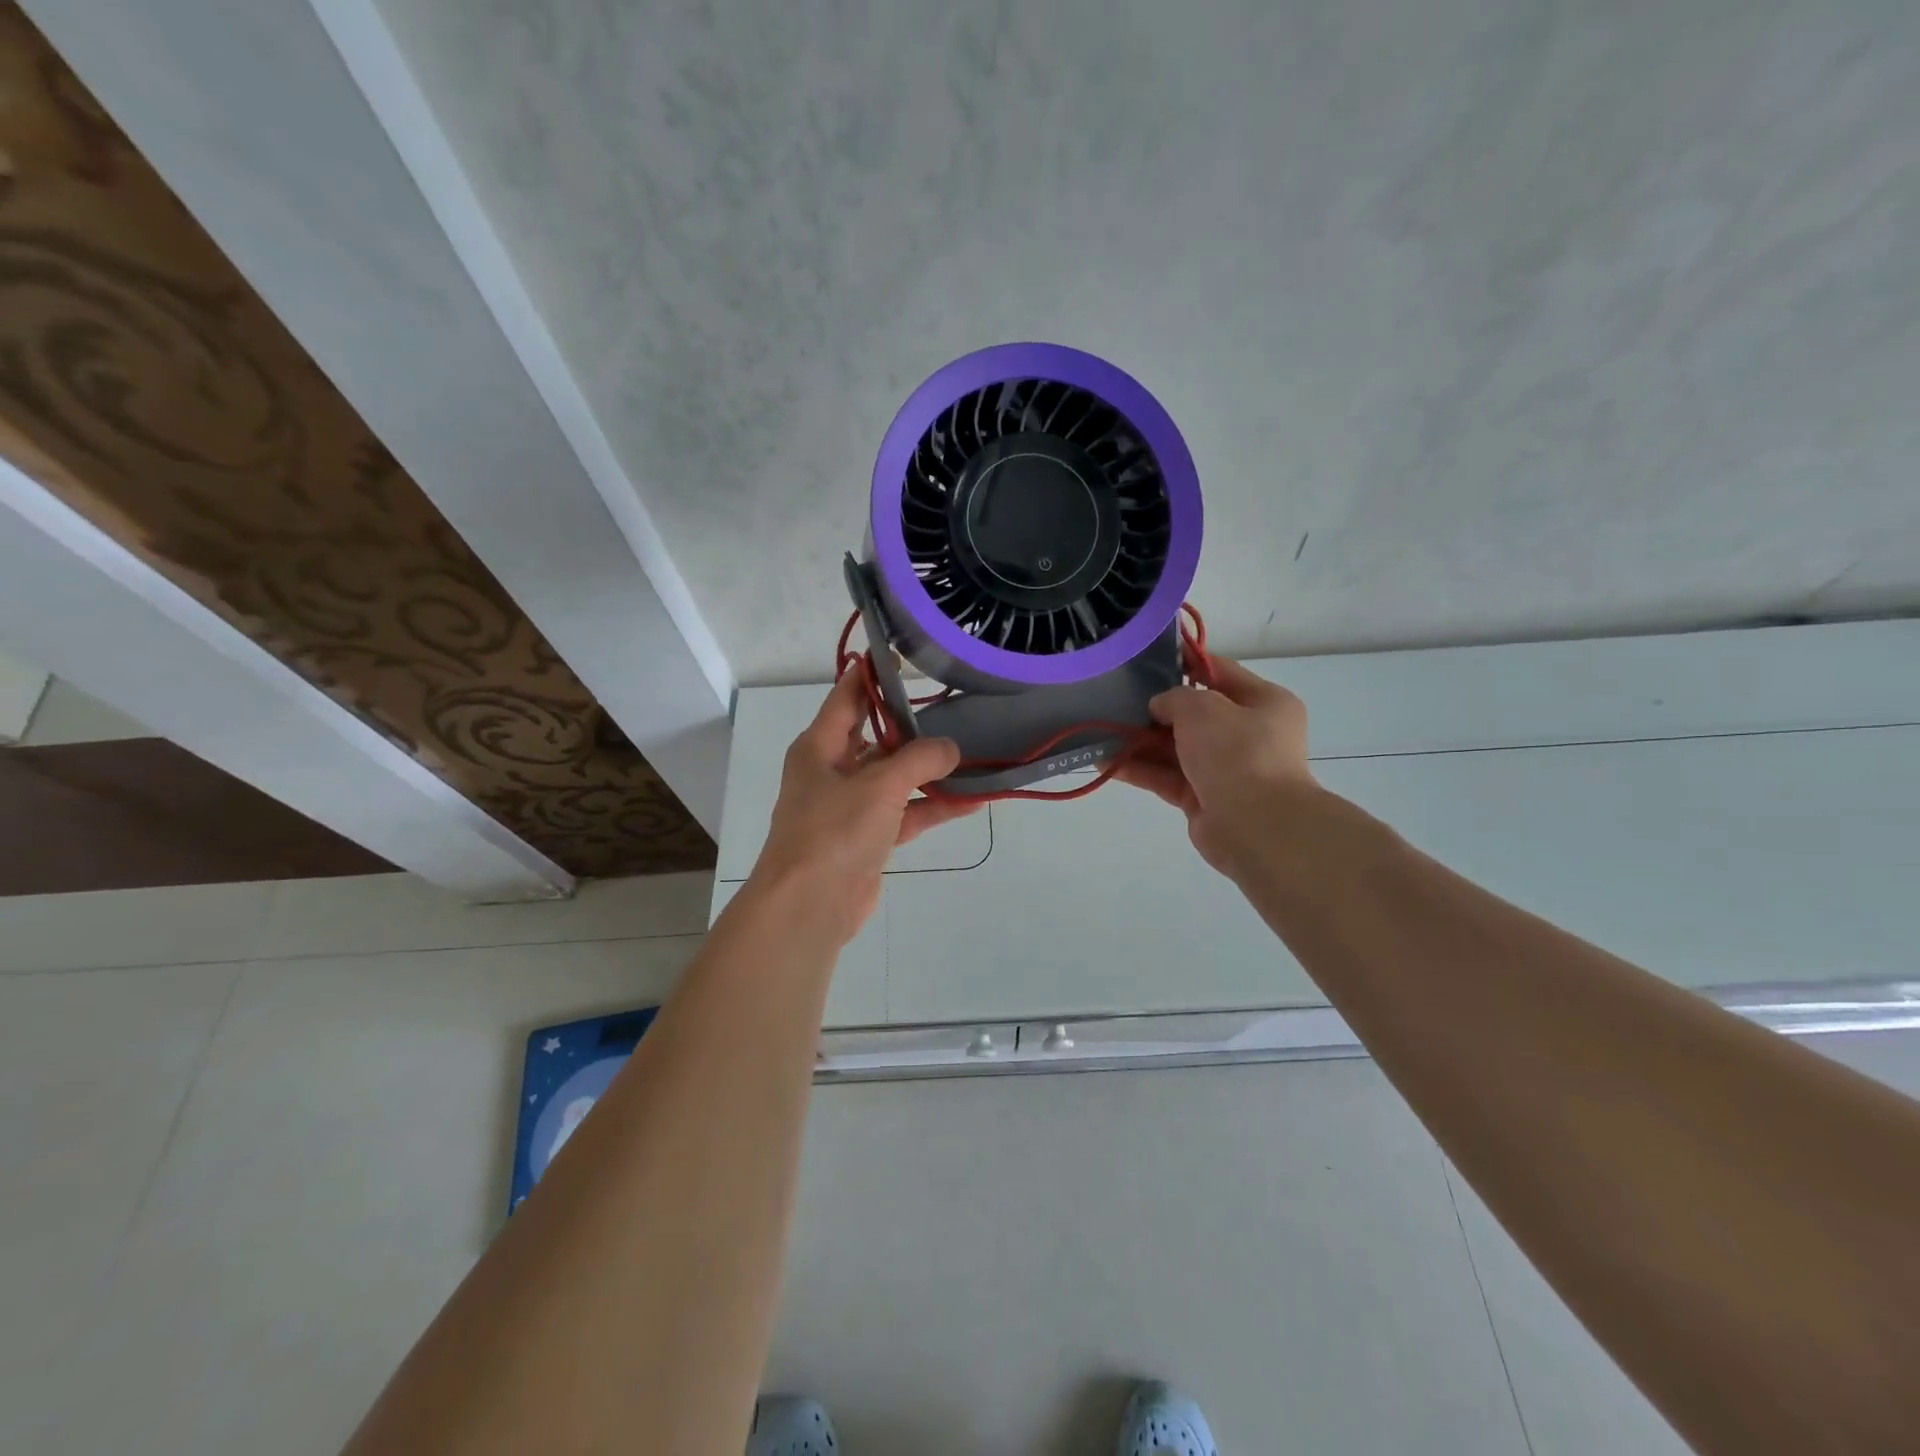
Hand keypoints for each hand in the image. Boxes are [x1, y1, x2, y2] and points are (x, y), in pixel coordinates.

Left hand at [749, 665, 980, 943]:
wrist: (809, 905)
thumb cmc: (834, 831)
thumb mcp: (879, 785)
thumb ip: (919, 760)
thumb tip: (950, 749)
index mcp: (820, 747)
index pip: (847, 697)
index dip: (872, 675)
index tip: (901, 654)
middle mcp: (832, 771)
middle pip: (876, 738)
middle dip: (912, 726)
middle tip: (953, 706)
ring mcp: (850, 807)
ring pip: (895, 778)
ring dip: (929, 771)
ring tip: (972, 754)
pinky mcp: (868, 839)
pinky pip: (905, 813)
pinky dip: (933, 807)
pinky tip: (973, 800)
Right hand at [1117, 655, 1318, 878]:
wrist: (1256, 826)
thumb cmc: (1238, 753)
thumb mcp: (1203, 708)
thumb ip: (1175, 697)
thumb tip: (1159, 707)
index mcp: (1264, 703)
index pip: (1220, 672)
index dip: (1185, 662)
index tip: (1148, 658)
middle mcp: (1248, 734)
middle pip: (1194, 714)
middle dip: (1155, 709)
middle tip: (1117, 697)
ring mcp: (1225, 769)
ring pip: (1176, 748)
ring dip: (1141, 741)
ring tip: (1103, 730)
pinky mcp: (1203, 798)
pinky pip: (1166, 777)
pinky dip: (1139, 770)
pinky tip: (1106, 762)